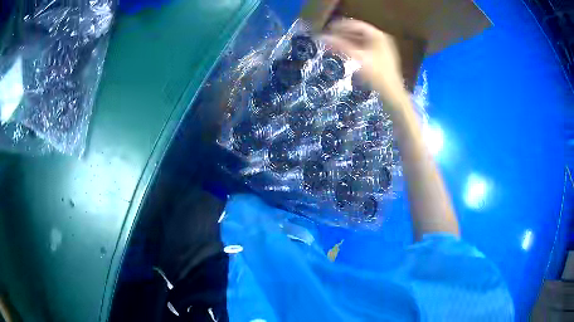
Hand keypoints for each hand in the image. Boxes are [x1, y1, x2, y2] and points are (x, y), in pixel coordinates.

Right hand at [321, 19, 408, 110]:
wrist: (392, 93)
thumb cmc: (376, 74)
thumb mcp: (356, 57)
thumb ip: (338, 45)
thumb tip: (321, 37)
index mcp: (378, 35)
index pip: (356, 25)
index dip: (340, 26)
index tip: (327, 30)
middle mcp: (382, 39)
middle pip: (359, 33)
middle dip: (343, 35)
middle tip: (329, 38)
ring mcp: (383, 49)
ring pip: (362, 41)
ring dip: (348, 43)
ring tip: (334, 46)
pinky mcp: (382, 58)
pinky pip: (365, 49)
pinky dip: (355, 49)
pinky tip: (346, 54)